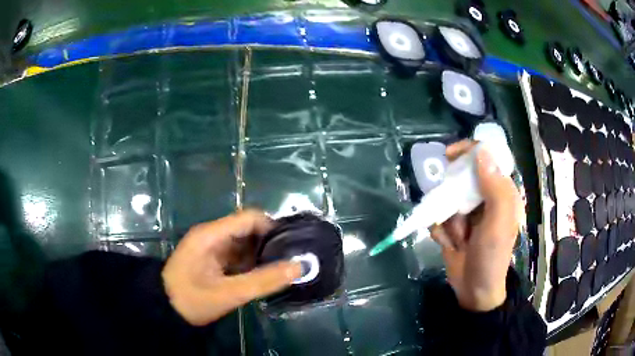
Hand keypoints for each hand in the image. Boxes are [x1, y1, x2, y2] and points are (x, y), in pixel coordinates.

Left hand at [162, 210, 301, 325]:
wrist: (164, 310)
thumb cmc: (192, 299)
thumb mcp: (229, 293)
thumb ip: (263, 281)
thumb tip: (298, 266)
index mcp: (212, 235)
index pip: (250, 218)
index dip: (273, 228)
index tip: (293, 246)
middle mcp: (212, 235)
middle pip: (248, 229)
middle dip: (270, 243)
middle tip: (292, 260)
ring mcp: (211, 247)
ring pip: (244, 243)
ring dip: (262, 254)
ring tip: (283, 269)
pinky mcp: (212, 259)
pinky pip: (237, 255)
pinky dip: (251, 263)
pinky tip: (264, 276)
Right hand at [430, 140, 520, 311]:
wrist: (474, 291)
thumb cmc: (491, 257)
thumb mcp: (498, 223)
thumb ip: (495, 188)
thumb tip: (482, 152)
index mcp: (501, 191)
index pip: (486, 158)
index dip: (468, 152)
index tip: (449, 156)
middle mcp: (484, 197)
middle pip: (461, 177)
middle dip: (453, 197)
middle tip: (456, 216)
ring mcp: (468, 212)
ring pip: (446, 197)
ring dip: (448, 218)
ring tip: (458, 239)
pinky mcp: (453, 224)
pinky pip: (437, 215)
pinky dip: (440, 230)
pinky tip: (449, 244)